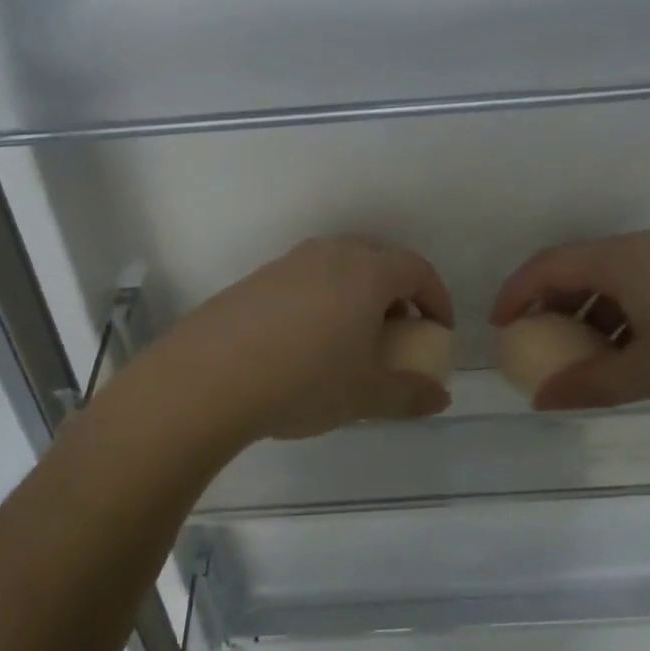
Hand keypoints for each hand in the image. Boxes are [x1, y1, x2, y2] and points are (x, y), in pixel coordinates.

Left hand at [146, 237, 453, 443]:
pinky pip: (306, 281)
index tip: (438, 331)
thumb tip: (440, 396)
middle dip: (397, 296)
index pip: (417, 270)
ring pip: (339, 269)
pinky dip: (322, 302)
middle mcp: (330, 254)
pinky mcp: (257, 278)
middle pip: (378, 262)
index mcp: (366, 271)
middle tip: (397, 336)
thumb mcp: (364, 396)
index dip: (436, 299)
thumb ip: (409, 394)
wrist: (209, 376)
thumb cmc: (304, 380)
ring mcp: (289, 262)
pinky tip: (305, 344)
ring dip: (357, 298)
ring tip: (351, 342)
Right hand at [490, 223, 649, 420]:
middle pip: (587, 265)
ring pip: (625, 273)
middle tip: (547, 340)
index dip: (517, 293)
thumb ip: (589, 385)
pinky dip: (635, 306)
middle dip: (558, 303)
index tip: (501, 325)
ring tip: (600, 351)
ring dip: (599, 308)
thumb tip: (542, 401)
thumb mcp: (649, 375)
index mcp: (626, 258)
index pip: (551, 265)